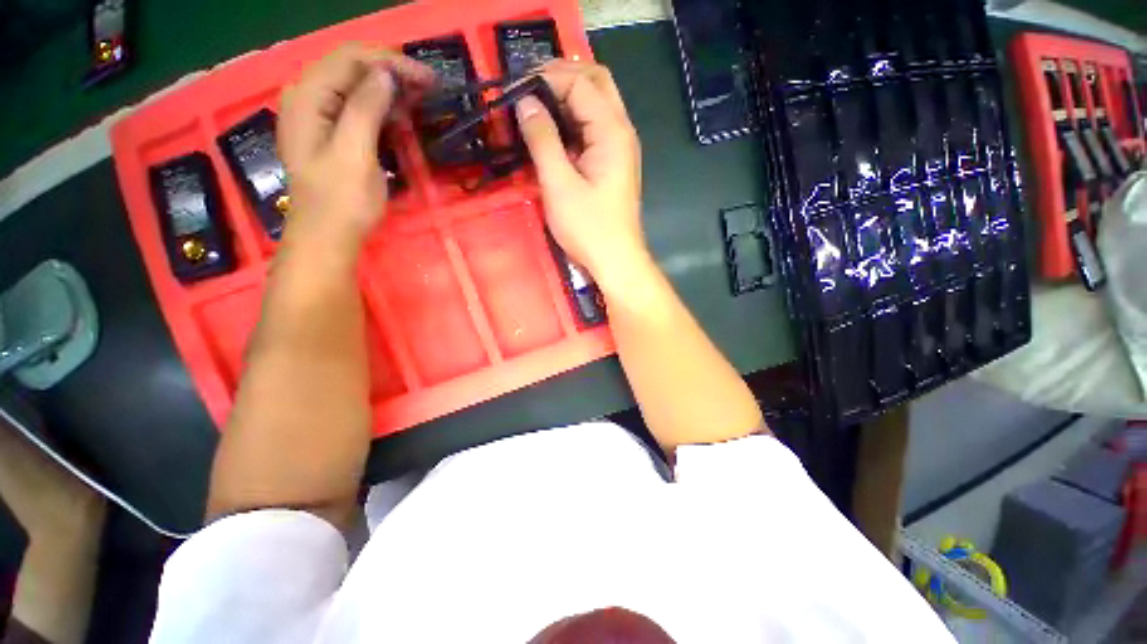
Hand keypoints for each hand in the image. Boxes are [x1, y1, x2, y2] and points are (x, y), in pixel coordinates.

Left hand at [278, 44, 432, 251]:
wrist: (328, 236)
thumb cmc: (342, 201)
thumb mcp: (354, 154)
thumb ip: (365, 108)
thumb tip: (386, 74)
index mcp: (307, 98)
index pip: (349, 59)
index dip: (389, 61)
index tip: (427, 79)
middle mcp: (307, 98)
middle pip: (351, 67)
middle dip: (391, 72)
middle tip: (428, 88)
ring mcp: (317, 116)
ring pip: (355, 86)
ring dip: (388, 89)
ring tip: (420, 99)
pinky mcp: (330, 133)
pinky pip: (356, 107)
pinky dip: (381, 107)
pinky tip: (400, 116)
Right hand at [515, 61, 648, 289]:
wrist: (615, 260)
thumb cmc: (588, 228)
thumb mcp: (559, 184)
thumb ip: (542, 139)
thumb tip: (525, 101)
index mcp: (612, 131)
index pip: (580, 83)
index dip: (547, 78)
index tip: (515, 88)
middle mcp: (621, 131)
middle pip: (596, 82)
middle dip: (562, 77)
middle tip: (528, 89)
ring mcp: (619, 148)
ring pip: (596, 103)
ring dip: (567, 98)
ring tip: (534, 107)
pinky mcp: (612, 164)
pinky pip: (593, 129)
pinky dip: (572, 121)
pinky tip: (552, 131)